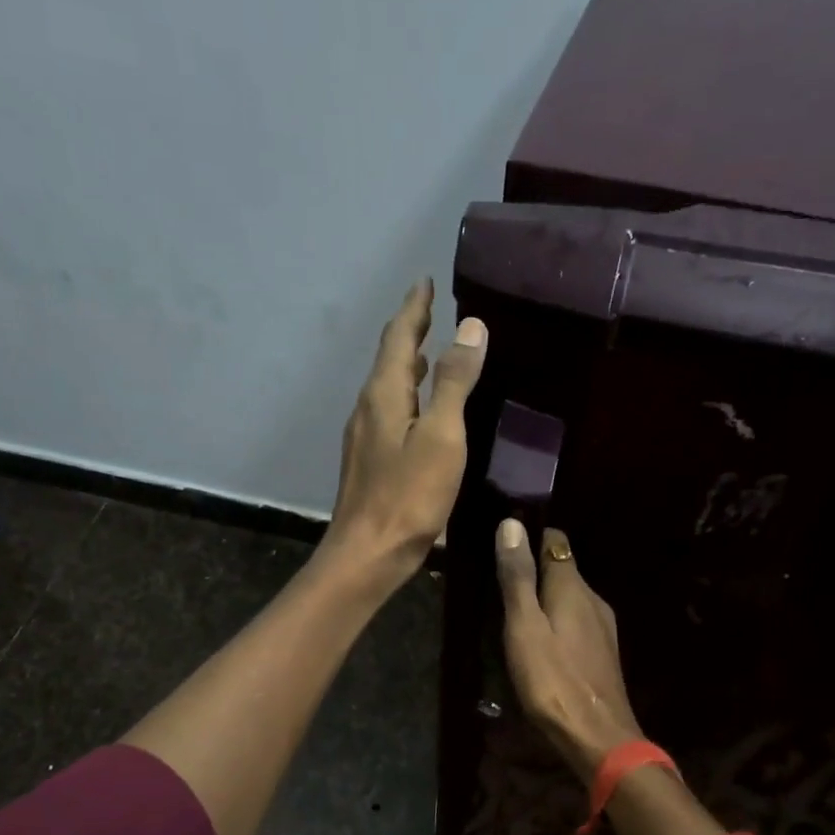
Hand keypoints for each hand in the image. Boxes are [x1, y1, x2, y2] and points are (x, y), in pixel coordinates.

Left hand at [321, 279, 486, 592]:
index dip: (414, 308)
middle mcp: (368, 408)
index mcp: (384, 394)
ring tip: (430, 355)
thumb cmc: (409, 496)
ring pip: (388, 388)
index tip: (425, 281)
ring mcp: (365, 437)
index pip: (399, 337)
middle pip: (389, 359)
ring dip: (408, 366)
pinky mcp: (369, 462)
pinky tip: (422, 413)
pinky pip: (390, 413)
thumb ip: (454, 382)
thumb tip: (469, 326)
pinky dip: (408, 397)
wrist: (368, 554)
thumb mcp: (442, 436)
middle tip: (431, 312)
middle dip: (410, 332)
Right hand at [495, 519, 643, 778]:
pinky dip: (555, 623)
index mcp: (573, 586)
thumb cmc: (553, 679)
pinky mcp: (602, 652)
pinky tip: (537, 643)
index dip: (529, 536)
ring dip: (542, 600)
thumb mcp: (524, 626)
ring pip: (568, 599)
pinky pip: (574, 623)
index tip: (501, 543)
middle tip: (495, 584)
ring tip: (510, 614)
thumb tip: (511, 524)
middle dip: (532, 570)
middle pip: (561, 570)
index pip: (555, 540)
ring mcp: (602, 627)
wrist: (597, 736)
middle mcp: (593, 599)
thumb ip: (518, 577)